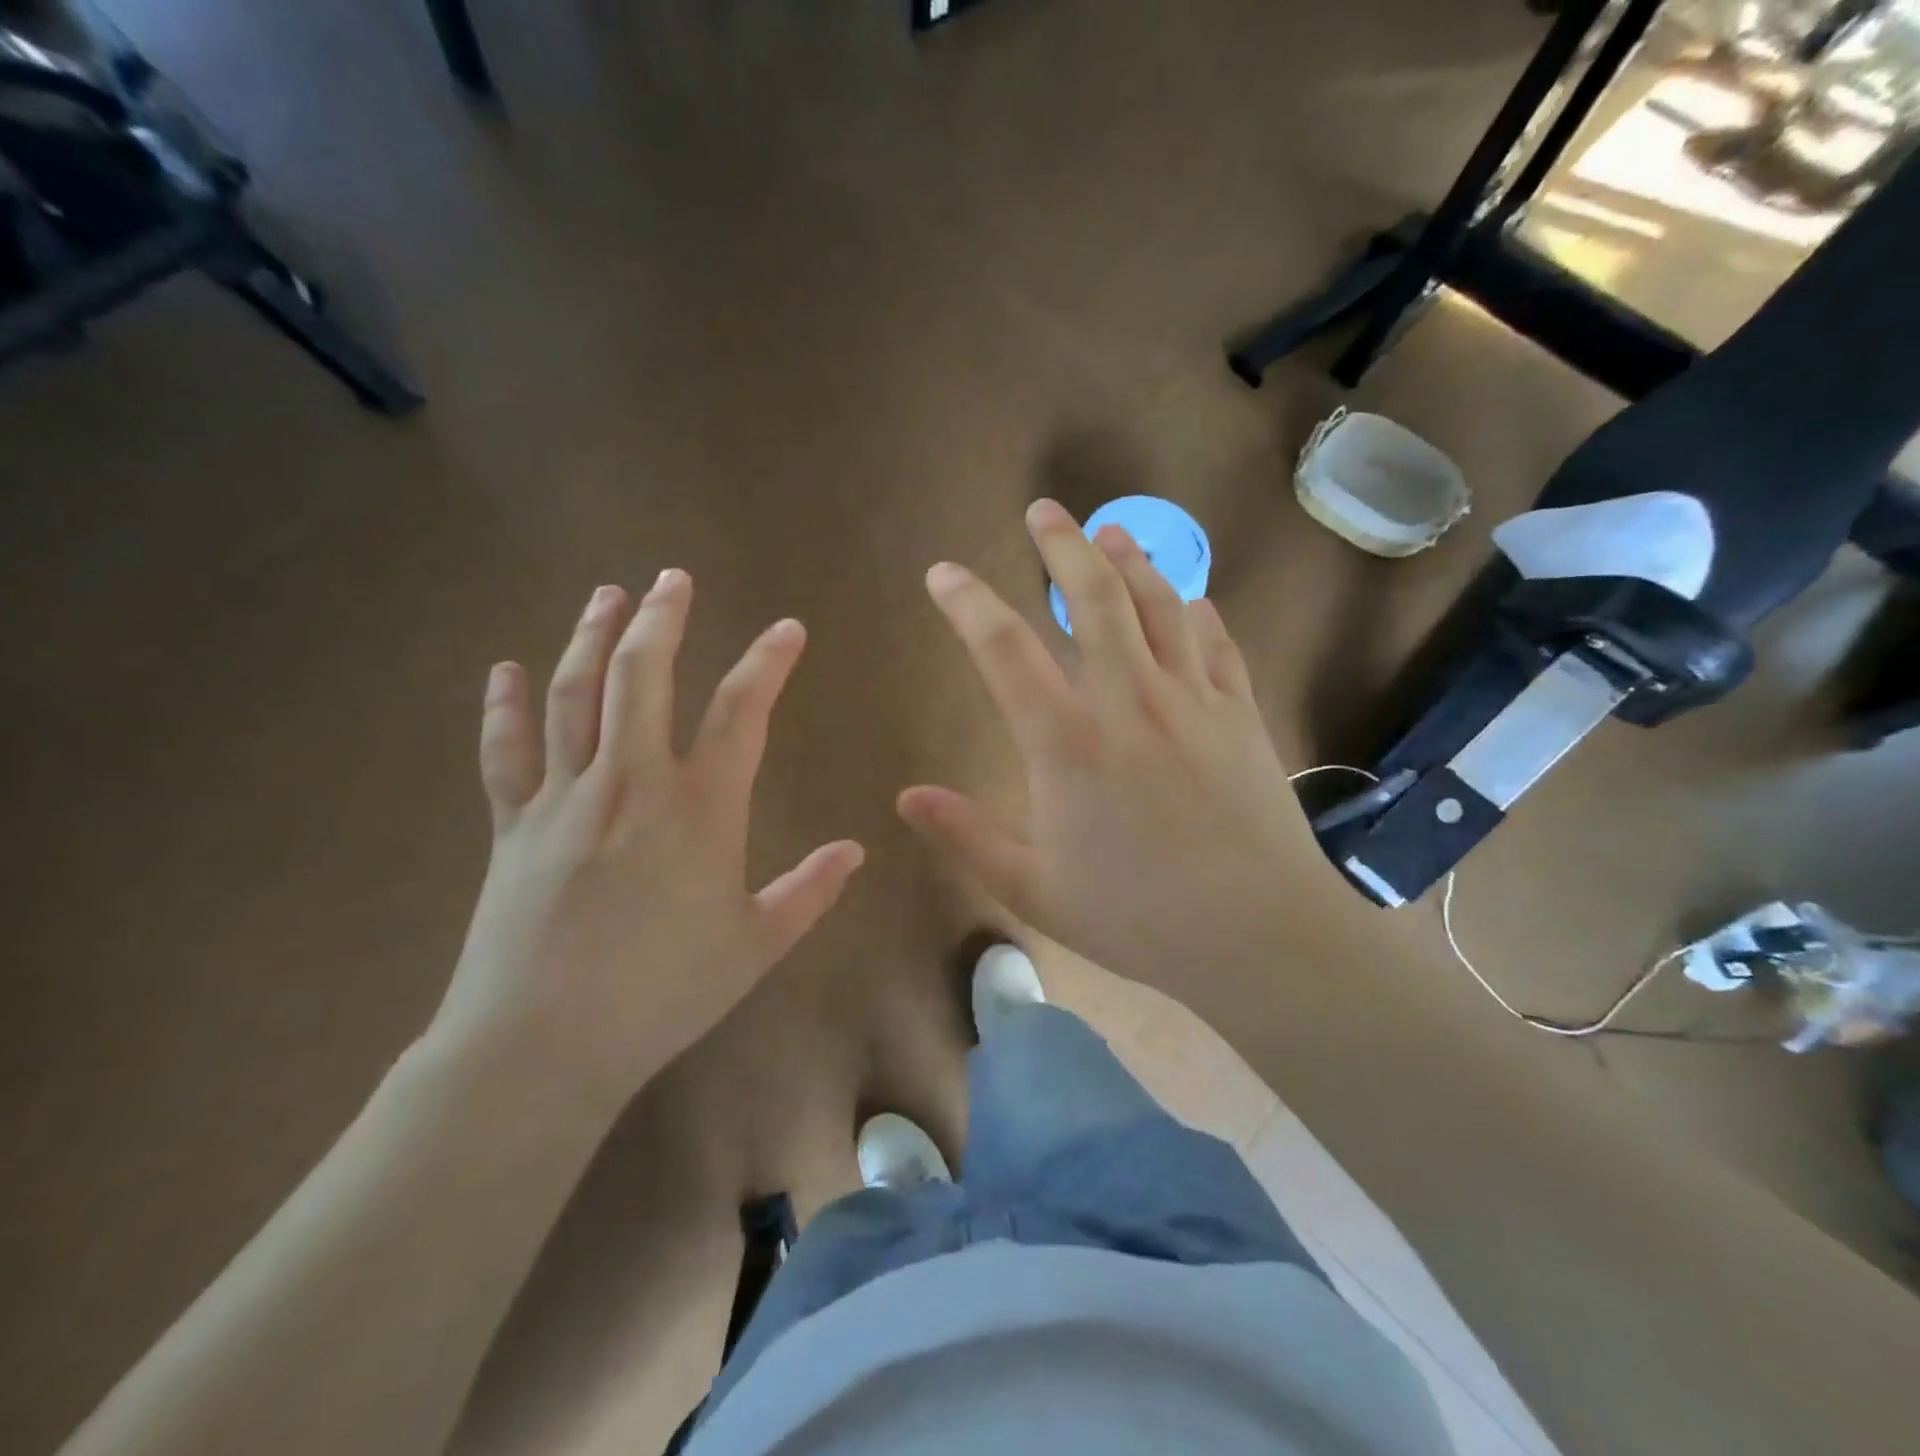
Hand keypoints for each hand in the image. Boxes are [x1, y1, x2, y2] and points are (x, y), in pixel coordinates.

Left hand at [429, 576, 863, 1107]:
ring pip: (575, 696)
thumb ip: (809, 891)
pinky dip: (504, 706)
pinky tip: (505, 668)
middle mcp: (632, 782)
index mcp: (700, 809)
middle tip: (673, 577)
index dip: (767, 663)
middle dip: (662, 619)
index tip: (786, 629)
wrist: (544, 1045)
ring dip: (591, 637)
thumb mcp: (756, 946)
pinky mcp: (512, 825)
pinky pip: (505, 751)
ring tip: (606, 595)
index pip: (741, 712)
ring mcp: (565, 798)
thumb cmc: (664, 993)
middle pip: (643, 677)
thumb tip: (856, 851)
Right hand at [899, 501, 1359, 988]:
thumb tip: (906, 797)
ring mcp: (1193, 700)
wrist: (1261, 936)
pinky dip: (1197, 612)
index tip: (944, 574)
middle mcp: (1129, 700)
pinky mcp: (1241, 714)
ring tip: (1110, 531)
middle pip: (1093, 598)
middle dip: (1062, 546)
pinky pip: (1217, 643)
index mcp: (1067, 741)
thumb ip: (967, 835)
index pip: (1004, 649)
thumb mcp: (1034, 889)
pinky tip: (1190, 599)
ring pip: (1159, 605)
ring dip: (1131, 560)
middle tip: (1042, 511)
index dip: (967, 603)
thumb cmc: (1137, 918)